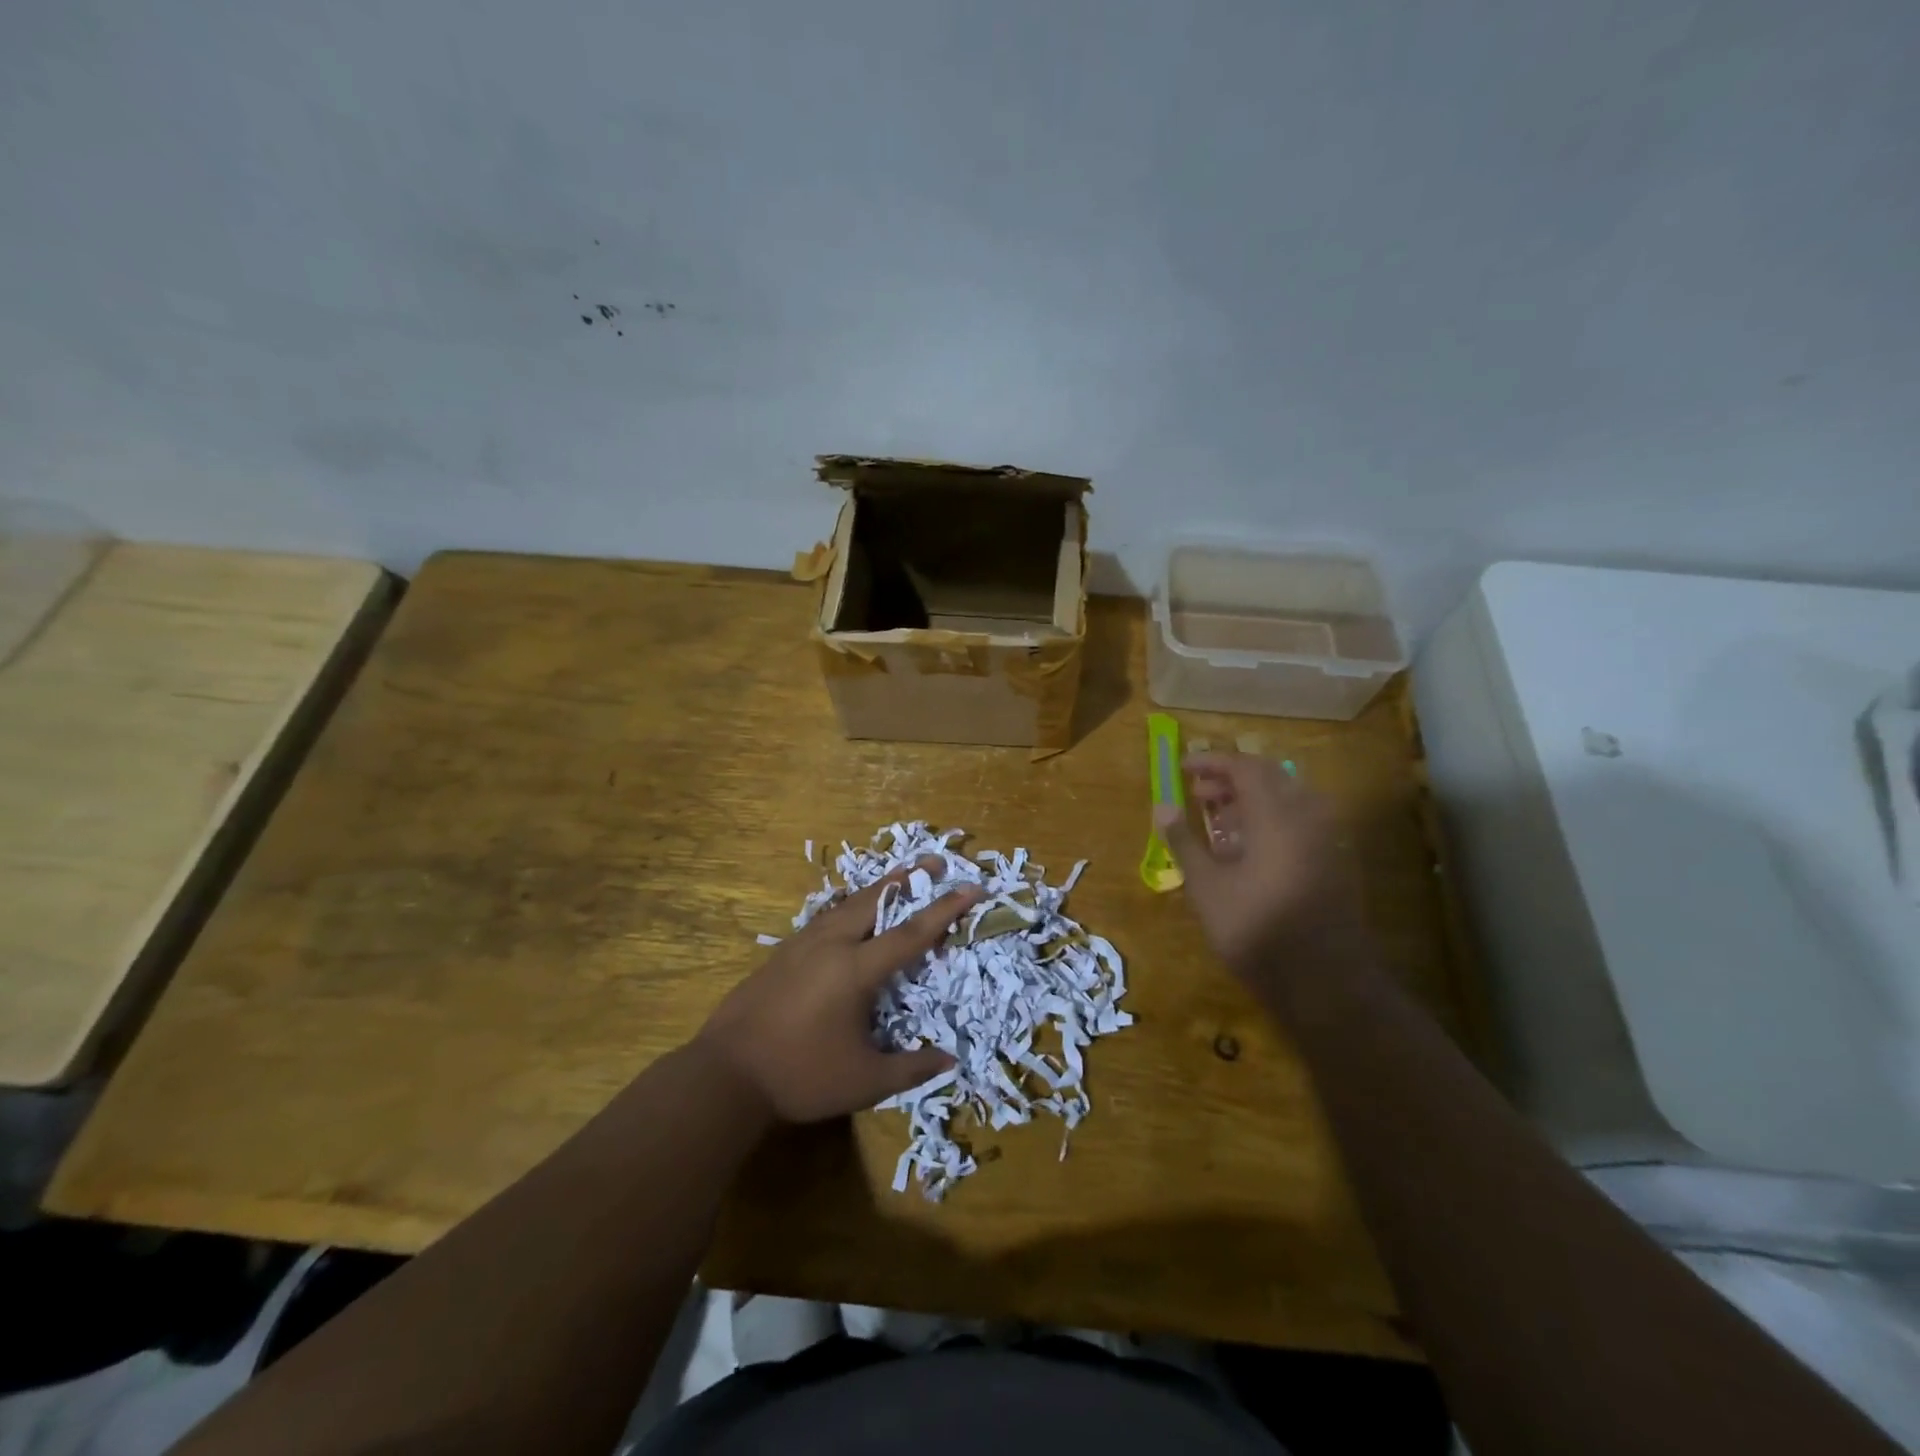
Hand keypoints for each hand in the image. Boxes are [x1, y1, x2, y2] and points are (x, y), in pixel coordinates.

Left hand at [695, 860, 977, 1122]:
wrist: (725, 1074)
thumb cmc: (800, 1076)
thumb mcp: (864, 1081)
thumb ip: (910, 1069)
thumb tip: (949, 1060)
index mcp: (856, 969)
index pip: (911, 932)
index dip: (946, 909)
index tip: (972, 886)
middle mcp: (831, 944)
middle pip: (876, 899)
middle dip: (908, 878)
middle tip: (933, 863)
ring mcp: (802, 945)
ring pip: (847, 903)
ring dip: (877, 889)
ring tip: (897, 880)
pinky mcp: (782, 953)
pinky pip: (826, 917)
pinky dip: (850, 906)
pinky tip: (849, 916)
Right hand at [1156, 752, 1371, 1005]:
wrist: (1325, 983)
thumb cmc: (1256, 930)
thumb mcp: (1207, 886)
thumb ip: (1184, 841)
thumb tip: (1161, 805)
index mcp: (1277, 816)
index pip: (1245, 767)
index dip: (1212, 763)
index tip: (1183, 768)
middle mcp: (1308, 818)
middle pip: (1270, 778)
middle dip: (1231, 780)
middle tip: (1198, 794)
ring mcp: (1327, 841)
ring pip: (1288, 801)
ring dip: (1251, 801)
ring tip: (1218, 822)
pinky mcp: (1335, 863)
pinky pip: (1301, 824)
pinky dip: (1271, 822)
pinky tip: (1247, 851)